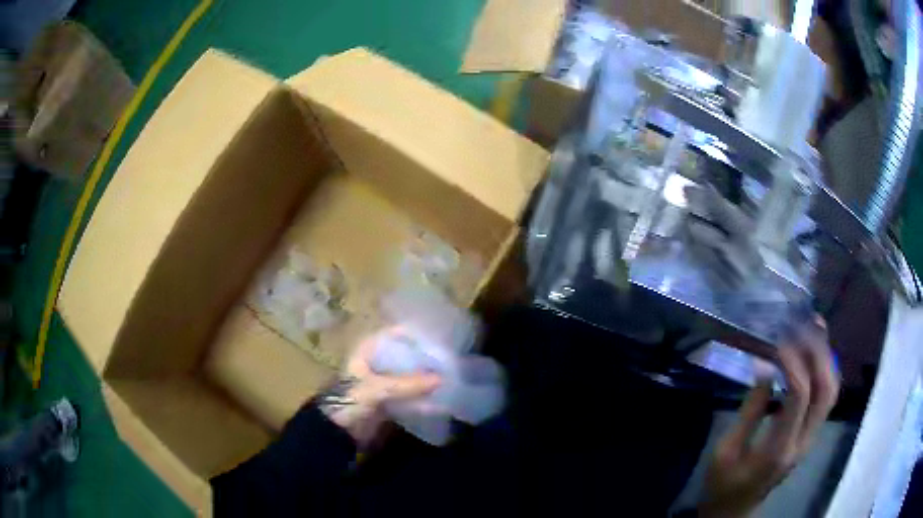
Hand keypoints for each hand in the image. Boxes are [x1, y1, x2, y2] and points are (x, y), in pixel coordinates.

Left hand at [318, 327, 440, 446]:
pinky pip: (409, 394)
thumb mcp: (378, 389)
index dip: (416, 335)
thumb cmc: (349, 400)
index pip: (395, 334)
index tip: (439, 339)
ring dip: (425, 378)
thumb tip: (442, 379)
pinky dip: (421, 396)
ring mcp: (382, 382)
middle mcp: (376, 362)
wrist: (335, 431)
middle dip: (425, 358)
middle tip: (450, 360)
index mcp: (367, 350)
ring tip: (450, 377)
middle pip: (405, 355)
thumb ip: (409, 384)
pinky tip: (440, 399)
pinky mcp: (387, 401)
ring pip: (409, 376)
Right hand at [699, 317, 839, 517]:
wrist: (734, 512)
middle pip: (826, 390)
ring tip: (816, 328)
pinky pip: (827, 397)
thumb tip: (765, 368)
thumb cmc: (723, 485)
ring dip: (827, 357)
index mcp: (778, 449)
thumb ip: (750, 410)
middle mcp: (803, 441)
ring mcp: (811, 439)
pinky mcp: (810, 436)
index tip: (778, 340)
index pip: (799, 396)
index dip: (793, 362)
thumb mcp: (725, 451)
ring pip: (832, 391)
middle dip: (819, 352)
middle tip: (804, 324)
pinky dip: (825, 370)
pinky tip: (816, 353)